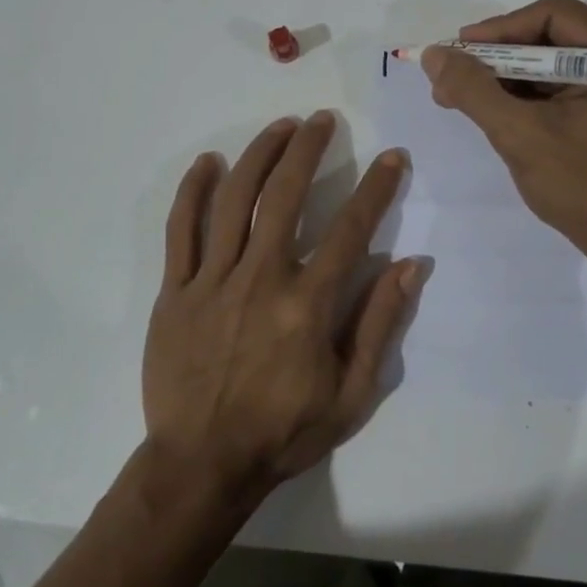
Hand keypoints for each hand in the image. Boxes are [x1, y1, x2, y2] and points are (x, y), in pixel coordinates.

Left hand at [143, 112, 419, 508]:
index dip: (377, 188)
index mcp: (306, 304)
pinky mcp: (175, 290)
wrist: (201, 465)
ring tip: (279, 127)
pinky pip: (181, 230)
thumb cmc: (283, 432)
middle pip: (284, 195)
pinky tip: (208, 163)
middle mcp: (261, 278)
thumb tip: (411, 266)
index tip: (392, 157)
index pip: (351, 229)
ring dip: (258, 155)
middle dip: (307, 149)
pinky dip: (193, 191)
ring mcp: (212, 281)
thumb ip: (379, 324)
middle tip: (322, 121)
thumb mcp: (351, 394)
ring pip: (234, 200)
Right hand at [422, 0, 586, 261]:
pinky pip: (569, 87)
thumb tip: (434, 55)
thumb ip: (473, 90)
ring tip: (465, 98)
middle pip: (554, 36)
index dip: (499, 30)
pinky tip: (498, 112)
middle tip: (455, 77)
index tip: (458, 52)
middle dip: (500, 57)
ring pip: (558, 63)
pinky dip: (532, 96)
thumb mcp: (520, 135)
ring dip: (510, 78)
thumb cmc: (585, 188)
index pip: (553, 15)